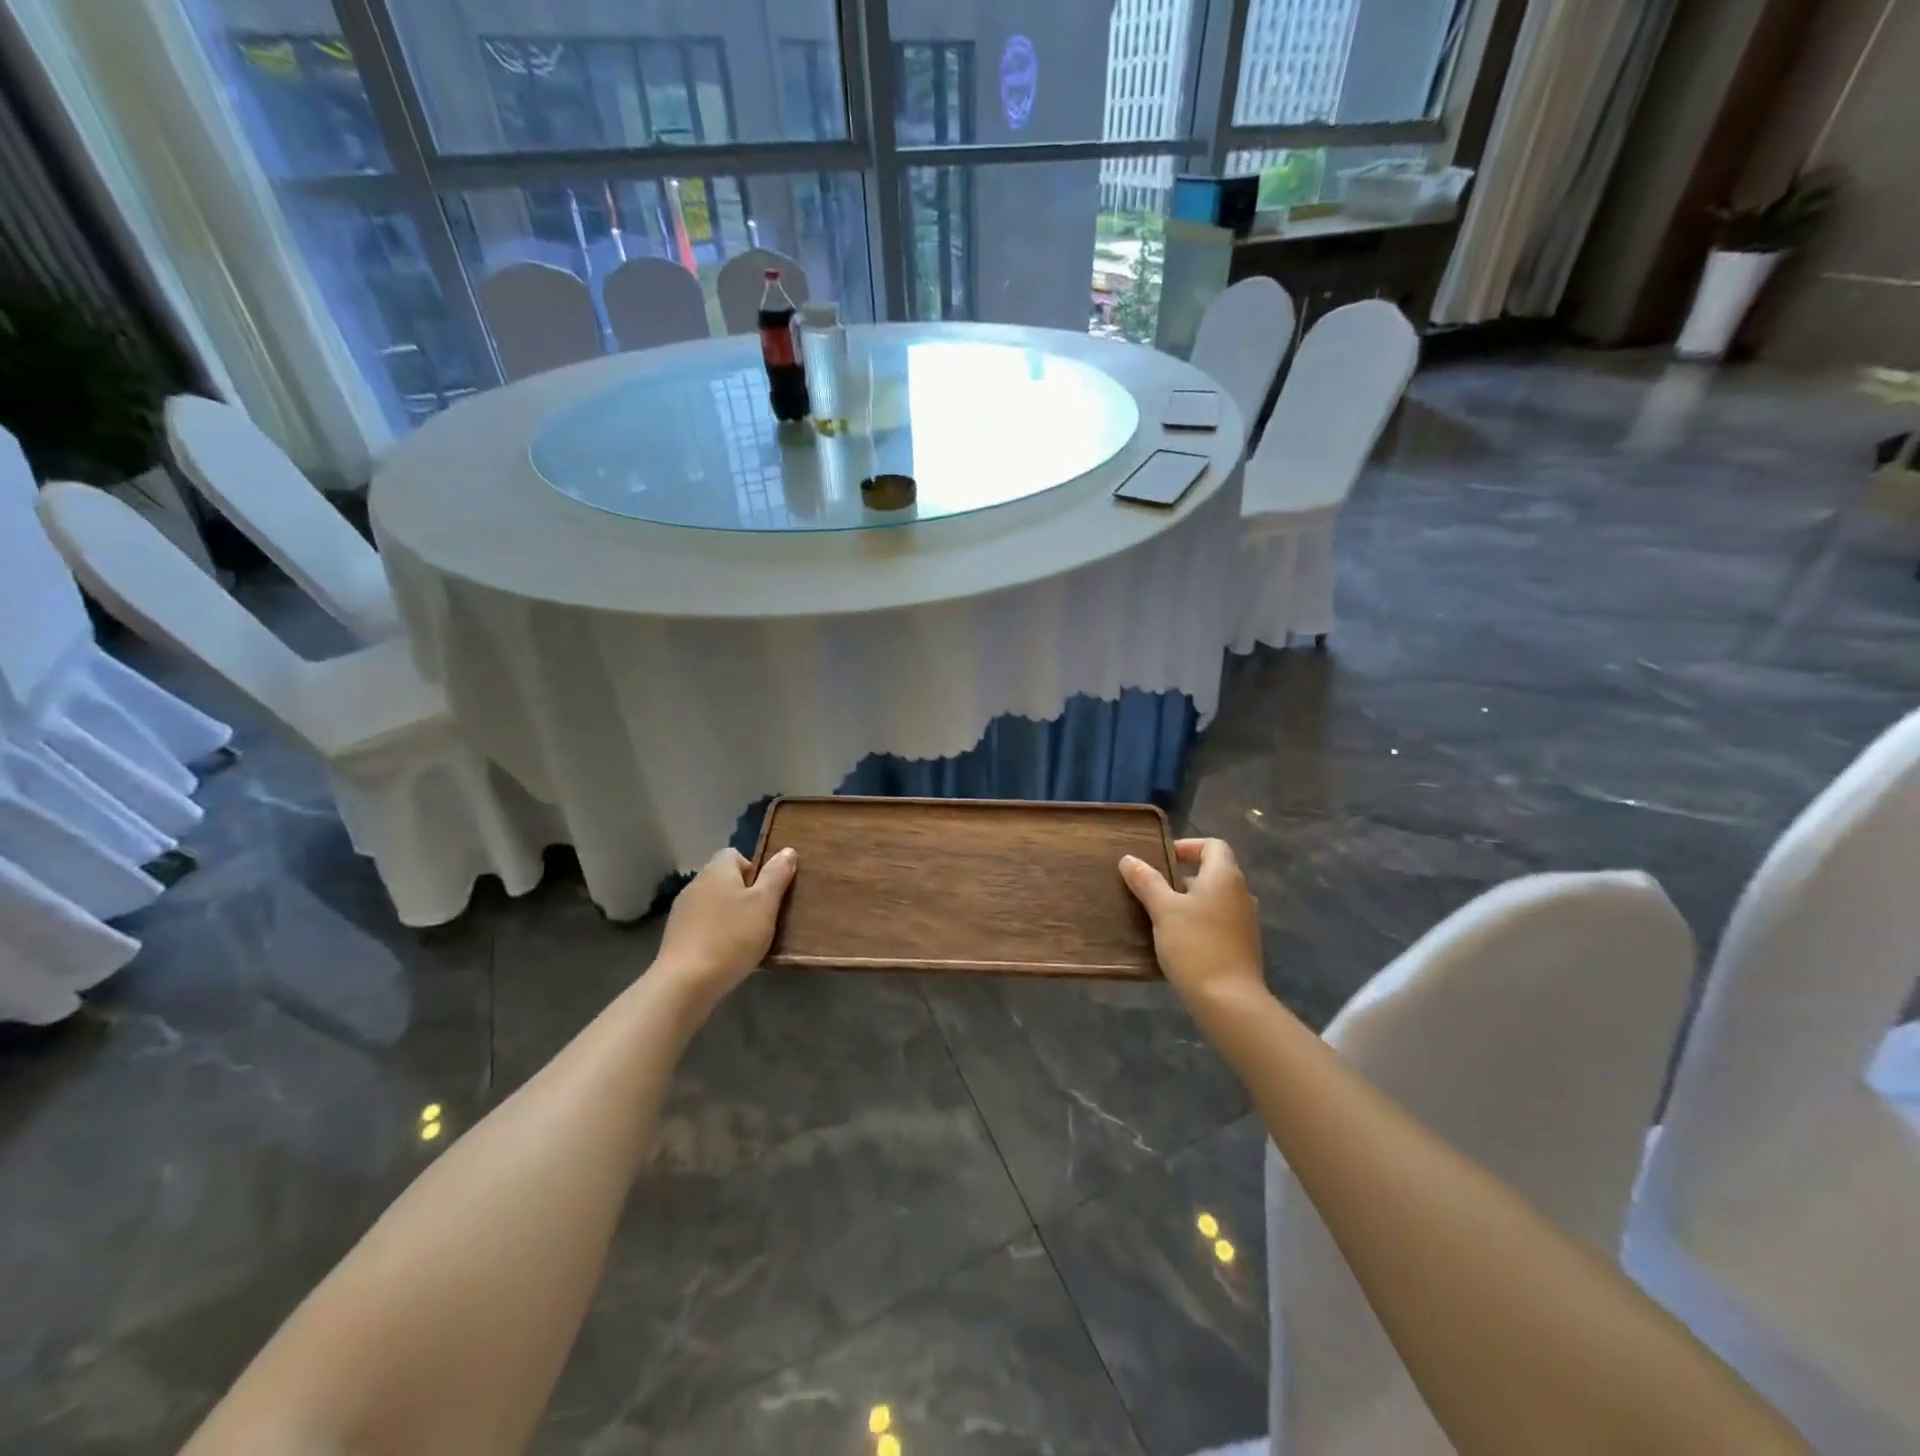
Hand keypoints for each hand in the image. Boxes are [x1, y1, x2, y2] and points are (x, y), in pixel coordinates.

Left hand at [656, 847, 796, 1006]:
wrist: (686, 983)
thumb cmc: (732, 937)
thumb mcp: (765, 903)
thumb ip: (777, 875)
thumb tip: (787, 851)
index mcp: (717, 870)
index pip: (736, 855)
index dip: (755, 870)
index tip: (767, 894)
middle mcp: (696, 884)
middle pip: (726, 880)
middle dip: (745, 896)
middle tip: (763, 918)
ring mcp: (682, 911)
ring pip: (715, 904)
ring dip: (731, 917)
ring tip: (747, 941)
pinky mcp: (676, 936)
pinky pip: (703, 926)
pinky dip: (716, 935)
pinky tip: (726, 955)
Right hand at [1120, 838, 1264, 1009]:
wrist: (1229, 1000)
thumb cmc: (1194, 945)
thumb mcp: (1163, 910)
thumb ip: (1146, 881)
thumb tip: (1128, 859)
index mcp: (1225, 877)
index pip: (1213, 845)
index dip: (1188, 846)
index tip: (1163, 860)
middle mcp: (1241, 894)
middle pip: (1213, 872)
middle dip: (1182, 877)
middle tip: (1153, 889)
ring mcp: (1245, 921)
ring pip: (1215, 899)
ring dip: (1189, 901)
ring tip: (1160, 916)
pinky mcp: (1243, 946)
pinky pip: (1219, 922)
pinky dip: (1199, 922)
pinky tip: (1177, 941)